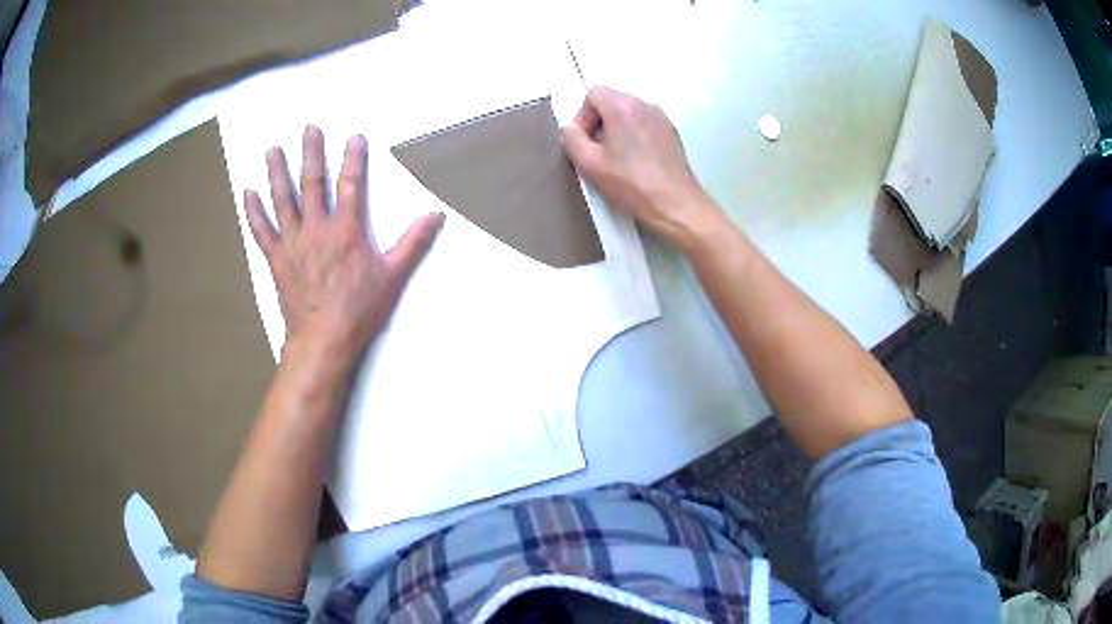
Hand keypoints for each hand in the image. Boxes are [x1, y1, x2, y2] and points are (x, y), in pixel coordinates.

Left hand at [245, 125, 444, 362]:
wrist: (323, 341)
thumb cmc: (359, 310)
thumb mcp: (393, 276)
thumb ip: (413, 242)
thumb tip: (436, 214)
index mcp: (347, 231)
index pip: (352, 184)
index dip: (354, 158)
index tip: (355, 137)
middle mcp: (317, 229)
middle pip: (312, 184)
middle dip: (311, 153)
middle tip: (309, 129)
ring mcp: (293, 243)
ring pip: (283, 200)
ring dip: (277, 173)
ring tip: (272, 149)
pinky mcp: (276, 259)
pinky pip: (262, 231)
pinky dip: (254, 212)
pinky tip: (249, 193)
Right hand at [562, 86, 716, 246]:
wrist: (675, 204)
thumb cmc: (632, 185)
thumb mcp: (589, 164)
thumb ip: (571, 139)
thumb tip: (570, 129)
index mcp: (623, 107)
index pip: (593, 94)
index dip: (583, 116)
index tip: (586, 141)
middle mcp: (644, 105)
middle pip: (611, 101)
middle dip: (599, 123)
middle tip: (598, 152)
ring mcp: (661, 118)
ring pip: (628, 113)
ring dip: (616, 130)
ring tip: (617, 159)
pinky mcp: (671, 132)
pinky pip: (644, 124)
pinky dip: (634, 136)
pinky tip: (635, 162)